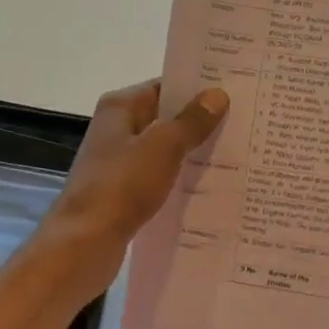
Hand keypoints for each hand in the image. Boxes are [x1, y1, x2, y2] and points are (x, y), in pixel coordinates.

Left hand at [35, 79, 228, 302]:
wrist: (85, 242)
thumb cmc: (122, 185)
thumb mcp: (163, 147)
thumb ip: (191, 121)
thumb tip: (217, 95)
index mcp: (120, 108)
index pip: (164, 86)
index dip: (197, 89)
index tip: (234, 92)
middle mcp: (116, 129)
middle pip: (165, 118)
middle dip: (200, 122)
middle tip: (244, 124)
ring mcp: (118, 162)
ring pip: (163, 150)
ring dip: (192, 153)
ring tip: (236, 154)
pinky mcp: (124, 191)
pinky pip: (159, 177)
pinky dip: (179, 179)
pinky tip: (209, 187)